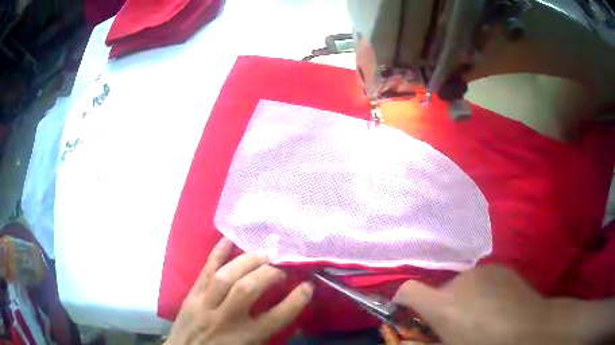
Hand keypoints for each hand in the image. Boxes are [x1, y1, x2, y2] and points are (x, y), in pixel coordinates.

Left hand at [165, 238, 312, 344]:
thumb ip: (266, 331)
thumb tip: (286, 310)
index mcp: (244, 337)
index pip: (276, 318)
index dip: (296, 300)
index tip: (308, 286)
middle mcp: (225, 319)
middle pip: (248, 289)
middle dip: (268, 274)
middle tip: (280, 269)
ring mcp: (205, 304)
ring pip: (225, 277)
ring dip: (247, 261)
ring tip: (262, 256)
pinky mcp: (192, 295)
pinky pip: (205, 271)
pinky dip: (217, 254)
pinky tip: (228, 240)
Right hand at [393, 265, 578, 344]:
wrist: (529, 327)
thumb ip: (423, 344)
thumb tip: (400, 341)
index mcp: (443, 305)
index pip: (407, 291)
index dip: (402, 300)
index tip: (405, 311)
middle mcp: (458, 281)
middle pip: (438, 291)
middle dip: (440, 307)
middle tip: (455, 325)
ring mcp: (481, 270)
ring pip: (460, 285)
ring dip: (462, 298)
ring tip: (480, 314)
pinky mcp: (498, 267)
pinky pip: (480, 278)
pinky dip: (480, 290)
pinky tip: (496, 303)